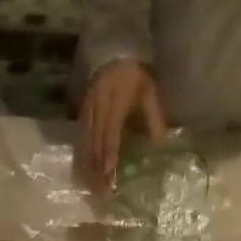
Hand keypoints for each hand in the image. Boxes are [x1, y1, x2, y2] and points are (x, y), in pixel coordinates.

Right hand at [78, 58, 166, 195]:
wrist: (114, 48)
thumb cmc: (135, 72)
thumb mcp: (149, 91)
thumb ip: (154, 118)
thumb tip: (160, 146)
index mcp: (115, 100)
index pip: (110, 133)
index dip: (109, 155)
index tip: (108, 176)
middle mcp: (98, 106)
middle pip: (95, 143)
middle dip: (97, 170)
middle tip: (100, 193)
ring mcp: (87, 109)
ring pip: (85, 143)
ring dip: (88, 167)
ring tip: (91, 188)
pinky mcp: (82, 112)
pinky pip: (80, 139)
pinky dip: (82, 157)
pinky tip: (84, 173)